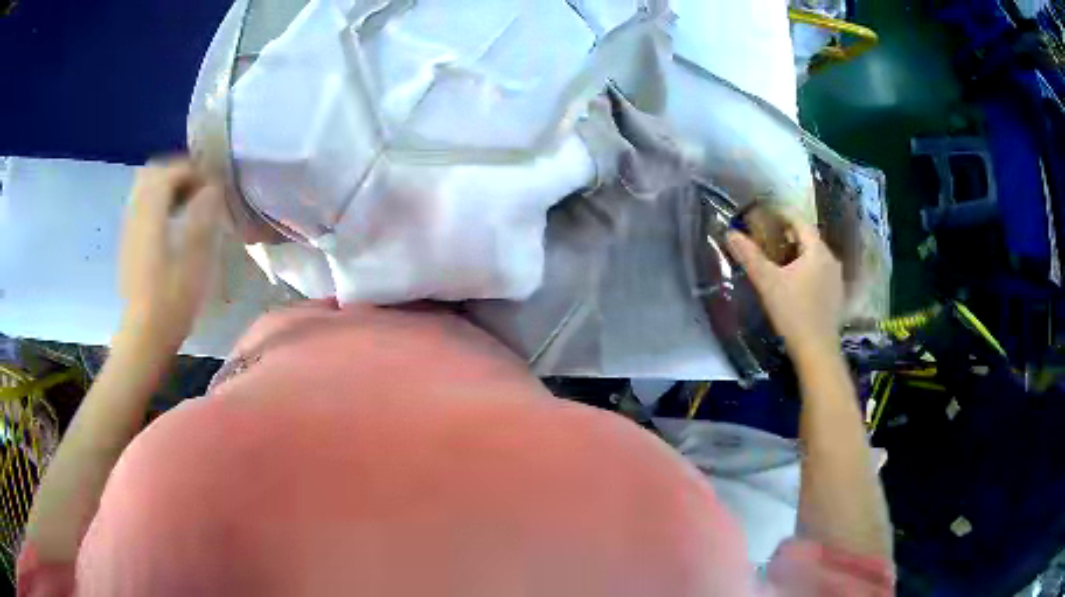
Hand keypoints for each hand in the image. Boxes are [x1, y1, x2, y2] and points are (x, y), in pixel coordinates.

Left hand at [118, 159, 224, 352]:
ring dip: (167, 186)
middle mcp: (136, 212)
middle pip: (153, 172)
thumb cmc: (171, 300)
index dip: (195, 170)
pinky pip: (141, 206)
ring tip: (187, 204)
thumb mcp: (195, 258)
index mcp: (151, 212)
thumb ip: (203, 215)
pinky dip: (157, 202)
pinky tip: (171, 223)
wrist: (143, 337)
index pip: (171, 170)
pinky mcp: (128, 243)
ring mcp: (129, 228)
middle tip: (199, 189)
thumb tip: (212, 187)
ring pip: (144, 188)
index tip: (214, 186)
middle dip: (177, 172)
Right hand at [726, 211, 843, 357]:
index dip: (782, 215)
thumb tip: (730, 233)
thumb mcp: (768, 283)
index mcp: (818, 251)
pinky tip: (795, 283)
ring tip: (779, 260)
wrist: (817, 351)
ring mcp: (836, 279)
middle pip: (809, 239)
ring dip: (798, 254)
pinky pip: (820, 273)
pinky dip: (807, 270)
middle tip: (767, 239)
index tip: (764, 215)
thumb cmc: (793, 313)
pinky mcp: (836, 297)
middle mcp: (831, 260)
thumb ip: (750, 256)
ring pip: (815, 257)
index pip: (800, 222)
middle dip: (789, 235)